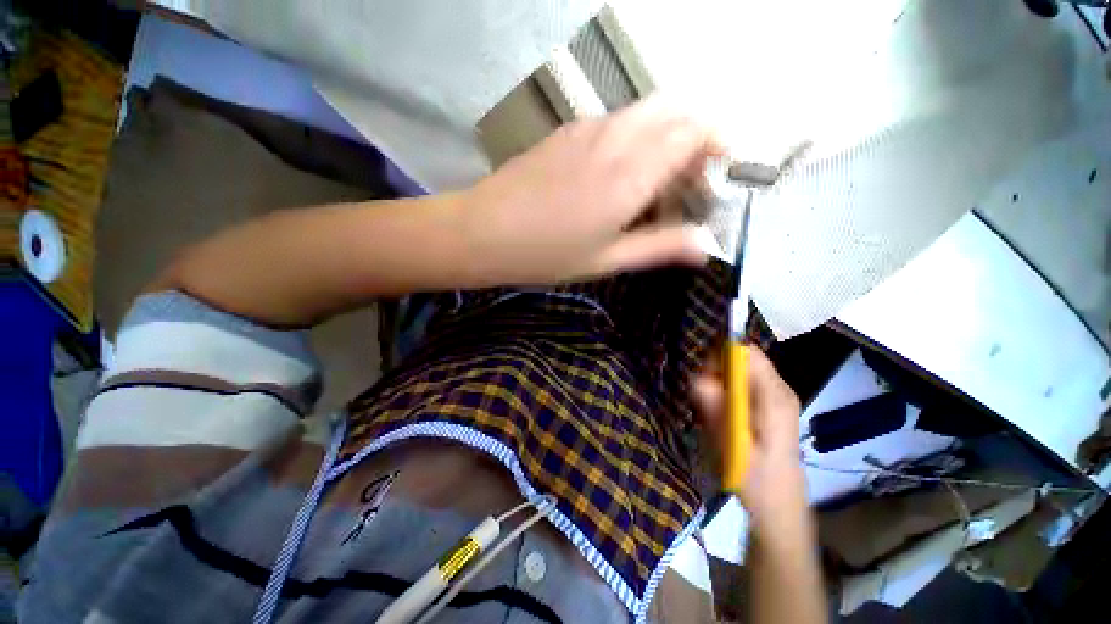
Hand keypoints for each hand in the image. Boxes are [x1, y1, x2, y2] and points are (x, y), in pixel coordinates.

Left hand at [461, 97, 720, 284]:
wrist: (484, 231)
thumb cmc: (547, 254)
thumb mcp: (607, 259)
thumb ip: (660, 247)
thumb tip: (705, 245)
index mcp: (632, 173)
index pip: (694, 131)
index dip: (717, 144)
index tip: (718, 172)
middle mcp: (615, 138)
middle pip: (674, 109)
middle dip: (695, 135)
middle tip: (689, 178)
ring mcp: (588, 128)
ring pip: (645, 112)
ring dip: (664, 135)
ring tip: (655, 179)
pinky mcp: (567, 130)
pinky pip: (616, 120)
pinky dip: (634, 136)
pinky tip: (618, 172)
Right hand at [692, 347, 806, 528]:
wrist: (780, 507)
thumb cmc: (756, 479)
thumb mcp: (731, 444)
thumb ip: (716, 409)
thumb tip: (699, 378)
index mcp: (775, 397)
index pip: (748, 353)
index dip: (722, 355)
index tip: (704, 375)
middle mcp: (779, 391)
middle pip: (743, 359)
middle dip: (718, 370)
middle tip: (704, 396)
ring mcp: (776, 398)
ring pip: (741, 372)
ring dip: (720, 383)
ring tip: (713, 410)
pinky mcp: (770, 406)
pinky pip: (744, 385)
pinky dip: (727, 392)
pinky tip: (723, 415)